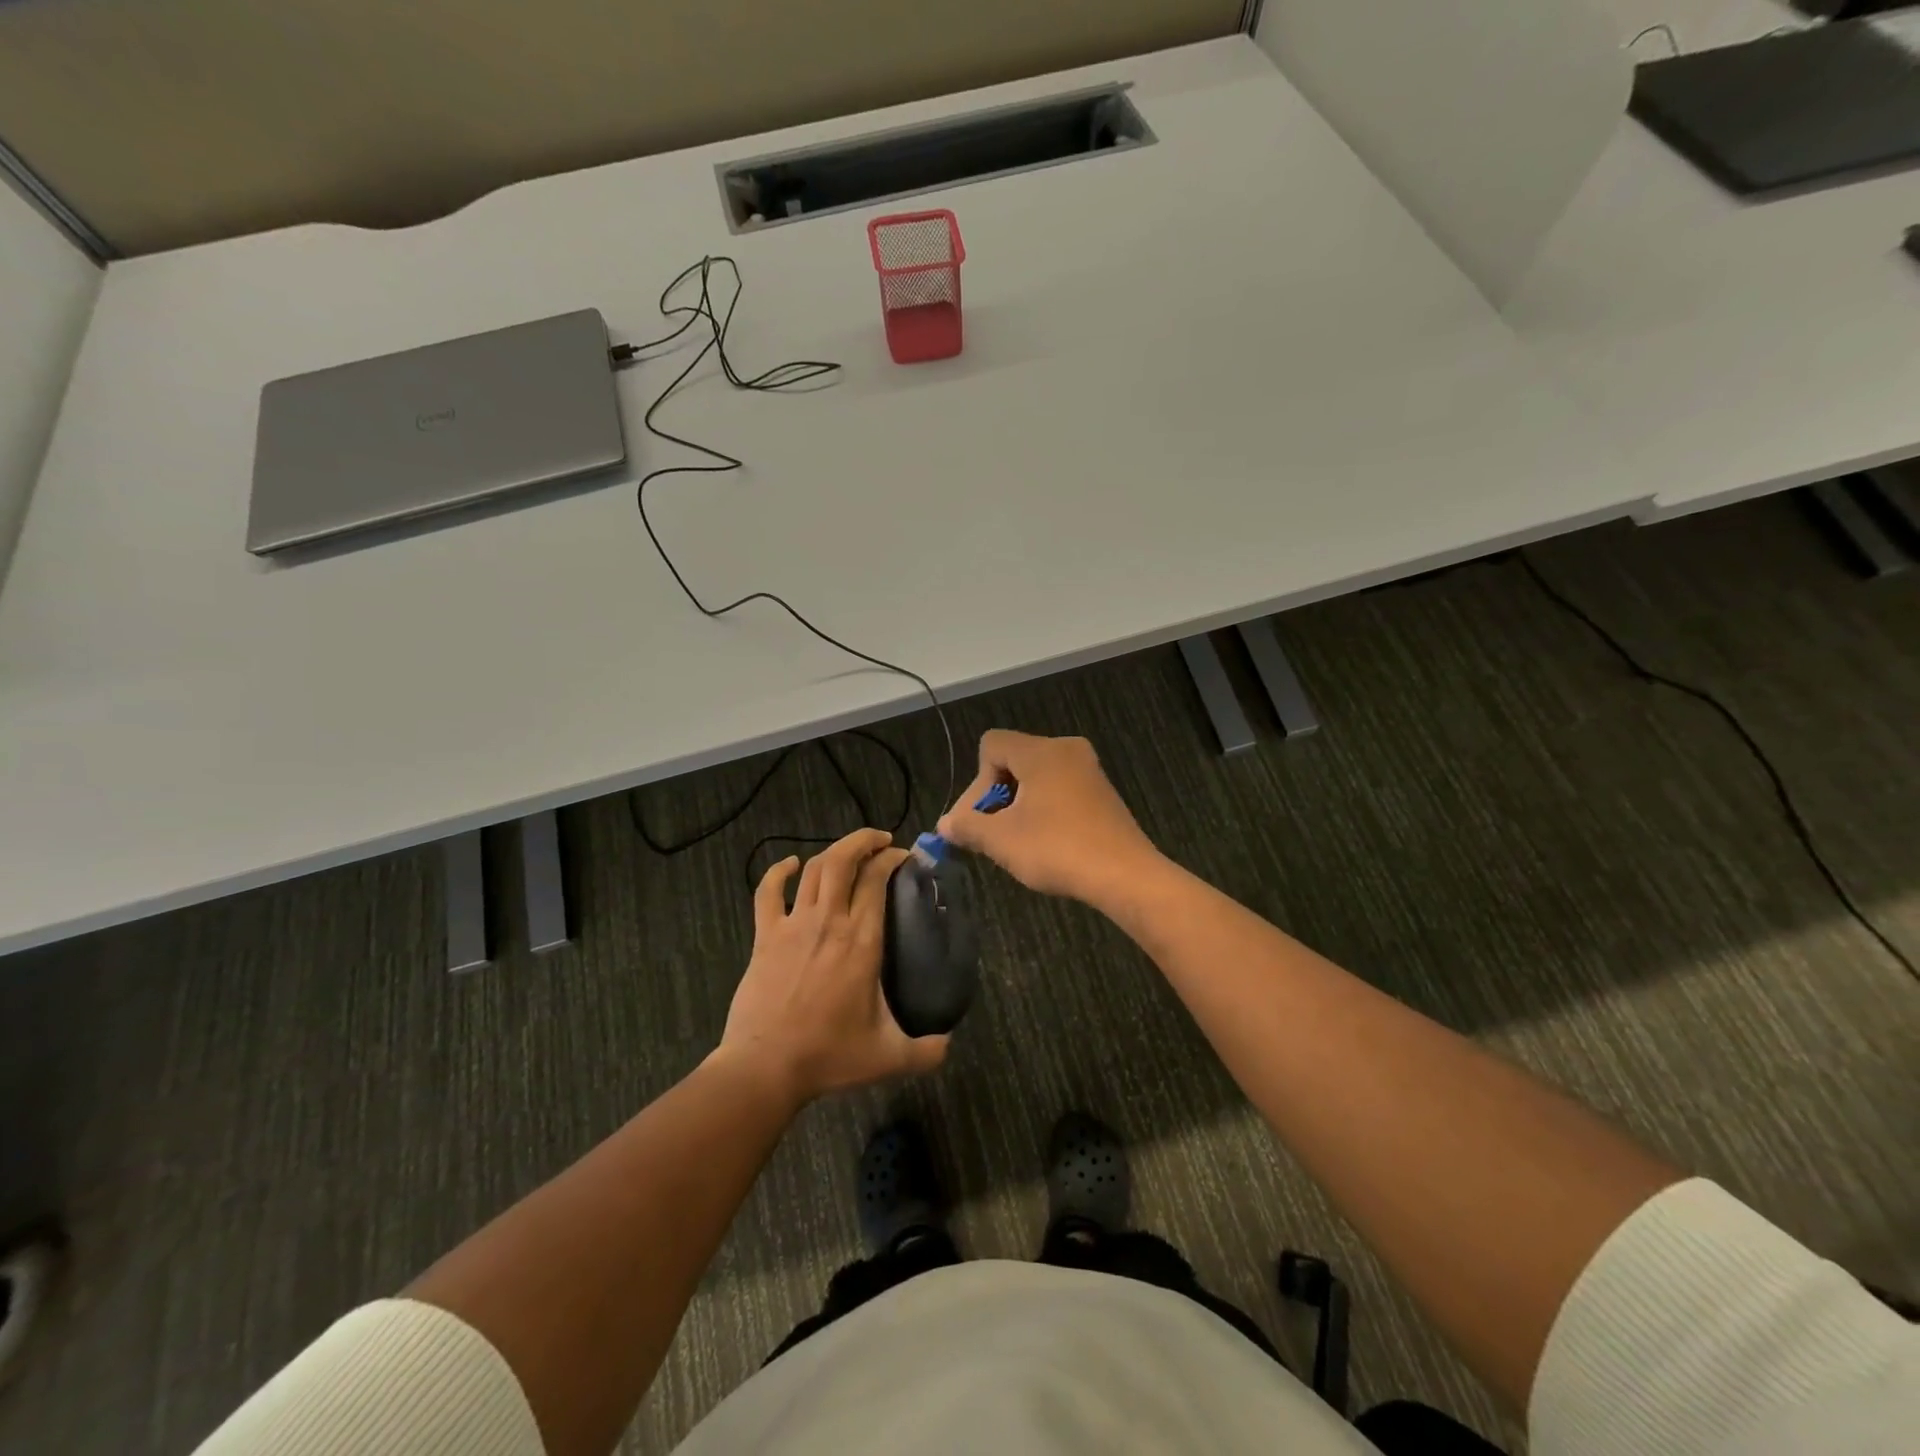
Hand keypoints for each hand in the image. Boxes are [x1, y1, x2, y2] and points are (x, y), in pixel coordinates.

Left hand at [718, 827, 948, 1105]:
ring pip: (814, 870)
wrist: (765, 1067)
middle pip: (844, 860)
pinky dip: (779, 872)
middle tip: (882, 842)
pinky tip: (791, 865)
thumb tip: (949, 1045)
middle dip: (864, 841)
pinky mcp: (765, 936)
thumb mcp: (888, 1058)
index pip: (877, 880)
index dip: (892, 859)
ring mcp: (793, 925)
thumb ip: (926, 1052)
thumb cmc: (829, 1056)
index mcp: (861, 941)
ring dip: (834, 851)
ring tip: (850, 851)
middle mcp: (829, 921)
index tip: (905, 858)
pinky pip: (768, 892)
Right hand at [936, 731, 1160, 907]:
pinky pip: (1059, 789)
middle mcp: (1066, 749)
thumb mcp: (1001, 841)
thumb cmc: (1057, 850)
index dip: (976, 783)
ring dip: (1018, 806)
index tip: (980, 820)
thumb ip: (967, 826)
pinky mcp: (1102, 792)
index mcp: (1041, 751)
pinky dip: (1044, 809)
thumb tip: (944, 825)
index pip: (991, 745)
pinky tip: (1046, 842)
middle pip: (1013, 759)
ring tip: (1017, 842)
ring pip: (1036, 777)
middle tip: (992, 835)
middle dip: (995, 797)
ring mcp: (1089, 770)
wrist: (1125, 876)